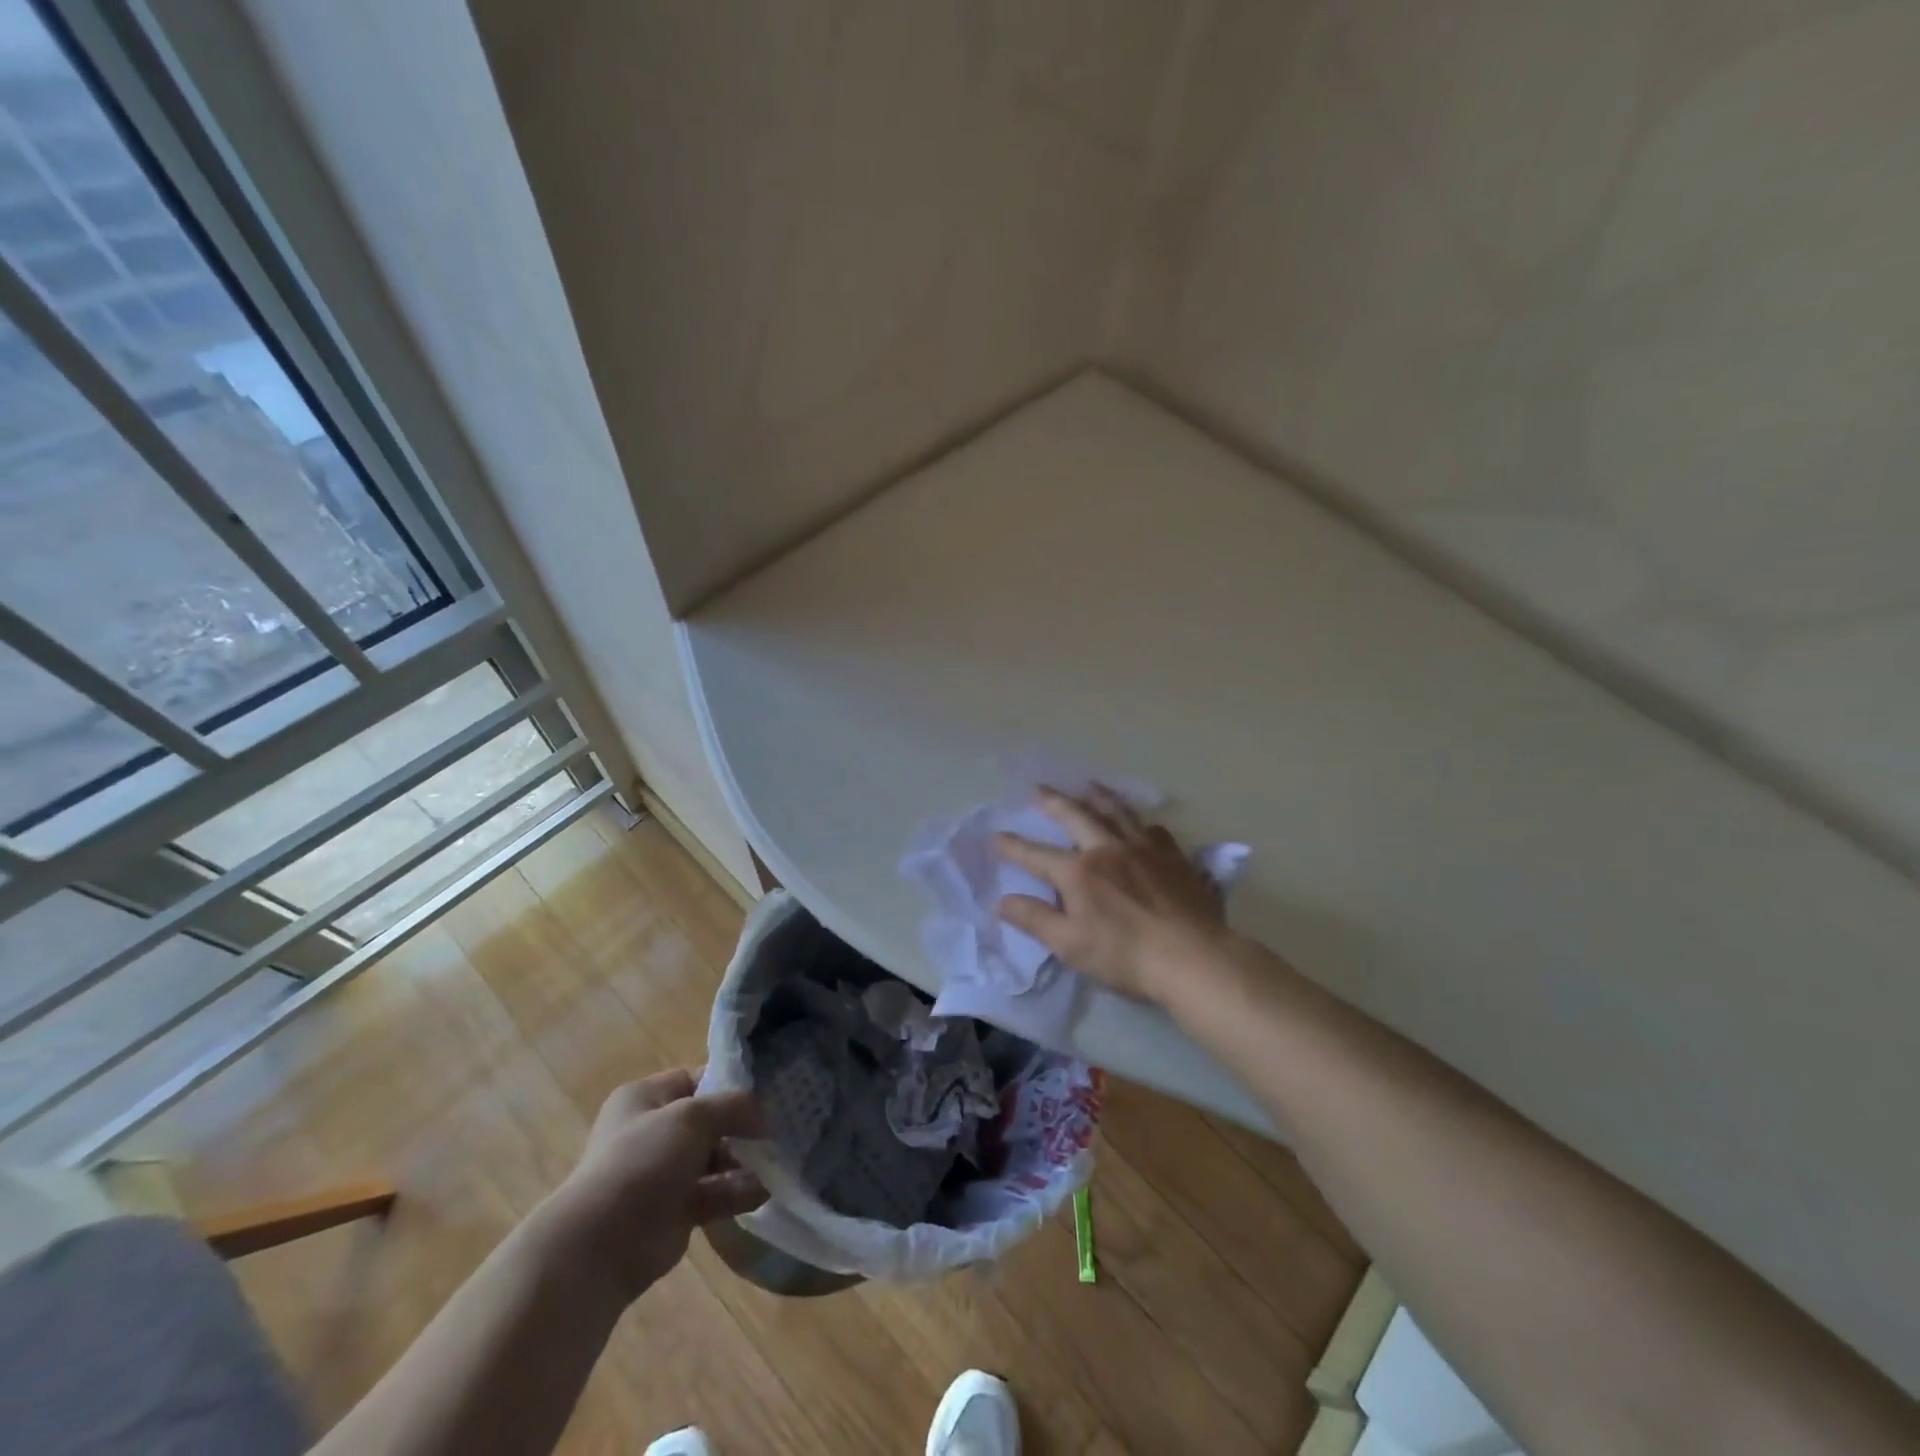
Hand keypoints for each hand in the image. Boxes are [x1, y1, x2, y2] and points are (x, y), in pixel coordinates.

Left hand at [548, 1069, 767, 1300]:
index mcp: (645, 1098)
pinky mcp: (674, 1212)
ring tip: (780, 1157)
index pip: (696, 1079)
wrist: (602, 1243)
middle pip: (708, 1121)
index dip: (730, 1082)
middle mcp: (652, 1132)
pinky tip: (766, 1190)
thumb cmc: (643, 1160)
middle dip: (743, 1124)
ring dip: (745, 1159)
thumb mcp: (692, 1116)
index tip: (767, 1090)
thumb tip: (763, 1115)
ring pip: (714, 1159)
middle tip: (781, 1124)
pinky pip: (714, 1194)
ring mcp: (663, 1174)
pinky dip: (738, 1191)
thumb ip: (733, 1106)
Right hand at [993, 786, 1232, 1005]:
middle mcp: (1108, 849)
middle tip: (1039, 788)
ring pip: (1118, 812)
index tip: (996, 835)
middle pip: (1076, 815)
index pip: (1036, 855)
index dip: (1013, 846)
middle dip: (1053, 801)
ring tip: (1089, 785)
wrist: (1193, 956)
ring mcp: (1144, 848)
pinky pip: (1154, 830)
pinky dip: (1141, 822)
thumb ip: (1035, 919)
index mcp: (1078, 871)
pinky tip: (1142, 824)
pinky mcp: (1174, 857)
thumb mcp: (1070, 944)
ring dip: (1099, 797)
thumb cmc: (1125, 955)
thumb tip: (1001, 901)